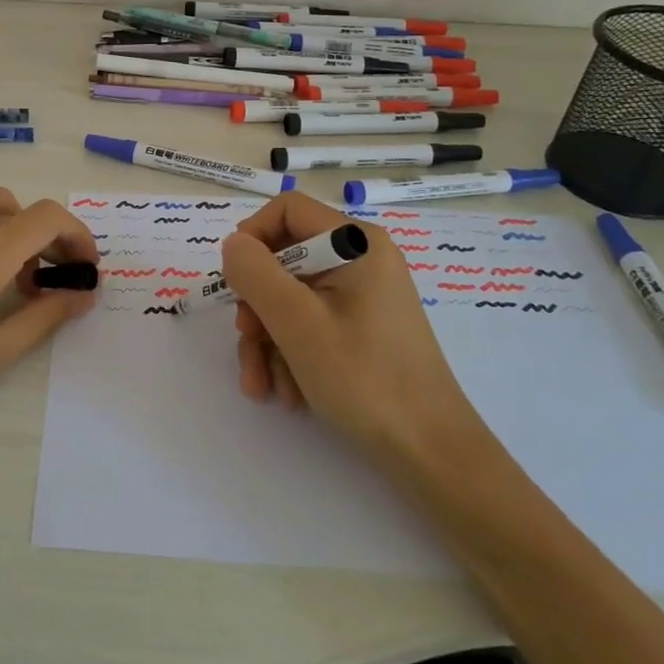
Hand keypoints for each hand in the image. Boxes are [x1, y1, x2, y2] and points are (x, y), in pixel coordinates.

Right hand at [221, 193, 478, 459]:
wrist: (430, 453)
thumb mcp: (297, 323)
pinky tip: (287, 393)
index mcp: (355, 244)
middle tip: (248, 342)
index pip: (286, 210)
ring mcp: (361, 297)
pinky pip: (309, 326)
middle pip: (283, 261)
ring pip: (290, 300)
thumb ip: (256, 273)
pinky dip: (289, 355)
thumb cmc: (364, 379)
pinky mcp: (360, 330)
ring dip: (267, 341)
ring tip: (262, 386)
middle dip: (256, 307)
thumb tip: (233, 244)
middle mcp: (360, 261)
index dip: (252, 238)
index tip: (235, 282)